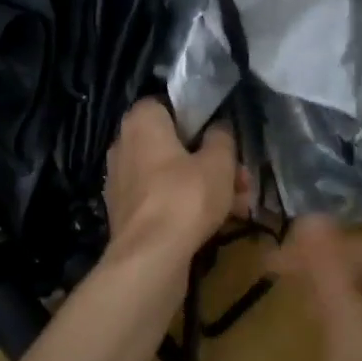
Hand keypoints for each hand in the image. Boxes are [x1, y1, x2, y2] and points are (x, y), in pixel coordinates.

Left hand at [104, 99, 240, 260]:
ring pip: (169, 174)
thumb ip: (221, 137)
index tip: (220, 136)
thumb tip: (218, 127)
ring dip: (202, 185)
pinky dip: (184, 205)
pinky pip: (160, 198)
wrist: (150, 256)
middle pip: (172, 144)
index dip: (197, 117)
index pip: (167, 104)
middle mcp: (123, 144)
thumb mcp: (219, 162)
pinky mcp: (124, 212)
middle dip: (209, 160)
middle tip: (240, 178)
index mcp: (141, 121)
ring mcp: (120, 180)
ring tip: (239, 205)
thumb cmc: (186, 196)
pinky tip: (215, 223)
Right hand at [273, 217, 361, 360]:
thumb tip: (310, 218)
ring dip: (335, 291)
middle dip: (324, 266)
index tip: (273, 260)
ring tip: (297, 300)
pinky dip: (350, 319)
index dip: (317, 247)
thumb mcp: (348, 340)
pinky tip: (331, 340)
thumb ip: (329, 278)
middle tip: (278, 276)